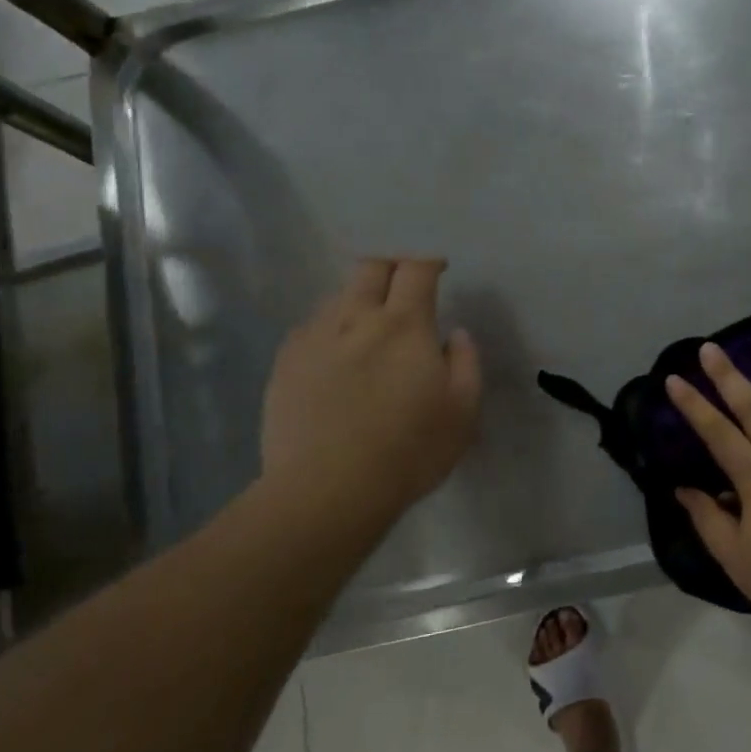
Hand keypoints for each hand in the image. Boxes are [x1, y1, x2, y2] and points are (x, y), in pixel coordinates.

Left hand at [260, 258, 481, 533]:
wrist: (327, 490)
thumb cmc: (408, 451)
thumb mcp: (462, 411)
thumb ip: (466, 363)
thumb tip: (455, 334)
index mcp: (404, 325)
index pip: (416, 270)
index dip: (429, 261)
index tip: (438, 269)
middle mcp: (356, 318)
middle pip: (370, 268)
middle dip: (390, 266)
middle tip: (403, 286)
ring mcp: (314, 338)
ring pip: (337, 297)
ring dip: (358, 300)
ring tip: (368, 326)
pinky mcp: (285, 363)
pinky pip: (311, 329)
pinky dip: (330, 330)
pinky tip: (335, 358)